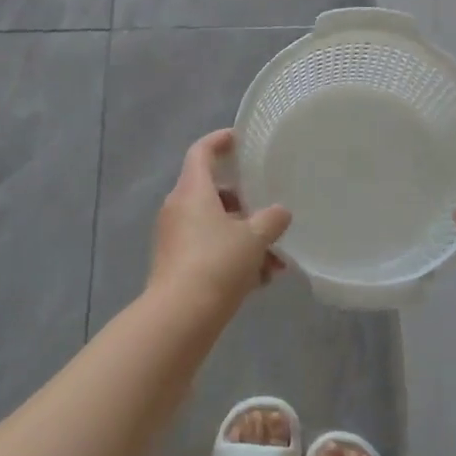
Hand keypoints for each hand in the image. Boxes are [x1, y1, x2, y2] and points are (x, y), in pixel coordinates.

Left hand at [149, 129, 291, 315]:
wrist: (180, 317)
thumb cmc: (217, 264)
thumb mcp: (254, 239)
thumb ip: (271, 220)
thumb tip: (280, 213)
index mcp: (192, 191)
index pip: (201, 152)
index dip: (219, 141)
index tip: (239, 139)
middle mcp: (178, 209)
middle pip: (212, 192)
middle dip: (244, 203)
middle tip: (268, 211)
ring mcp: (175, 238)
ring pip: (214, 226)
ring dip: (245, 238)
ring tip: (276, 261)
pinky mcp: (176, 265)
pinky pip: (209, 250)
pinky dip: (233, 258)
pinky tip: (260, 281)